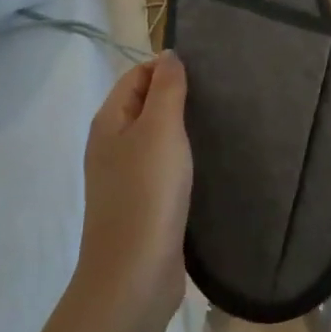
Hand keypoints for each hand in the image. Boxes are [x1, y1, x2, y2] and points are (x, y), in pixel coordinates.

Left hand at [73, 52, 192, 331]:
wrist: (134, 276)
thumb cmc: (147, 193)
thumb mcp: (160, 129)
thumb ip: (166, 89)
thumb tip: (168, 56)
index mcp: (109, 122)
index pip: (136, 76)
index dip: (167, 67)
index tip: (207, 68)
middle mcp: (111, 146)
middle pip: (145, 105)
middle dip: (178, 95)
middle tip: (220, 93)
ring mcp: (125, 179)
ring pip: (156, 139)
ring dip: (183, 129)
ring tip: (221, 122)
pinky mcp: (142, 206)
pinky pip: (163, 169)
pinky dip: (183, 159)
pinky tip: (209, 162)